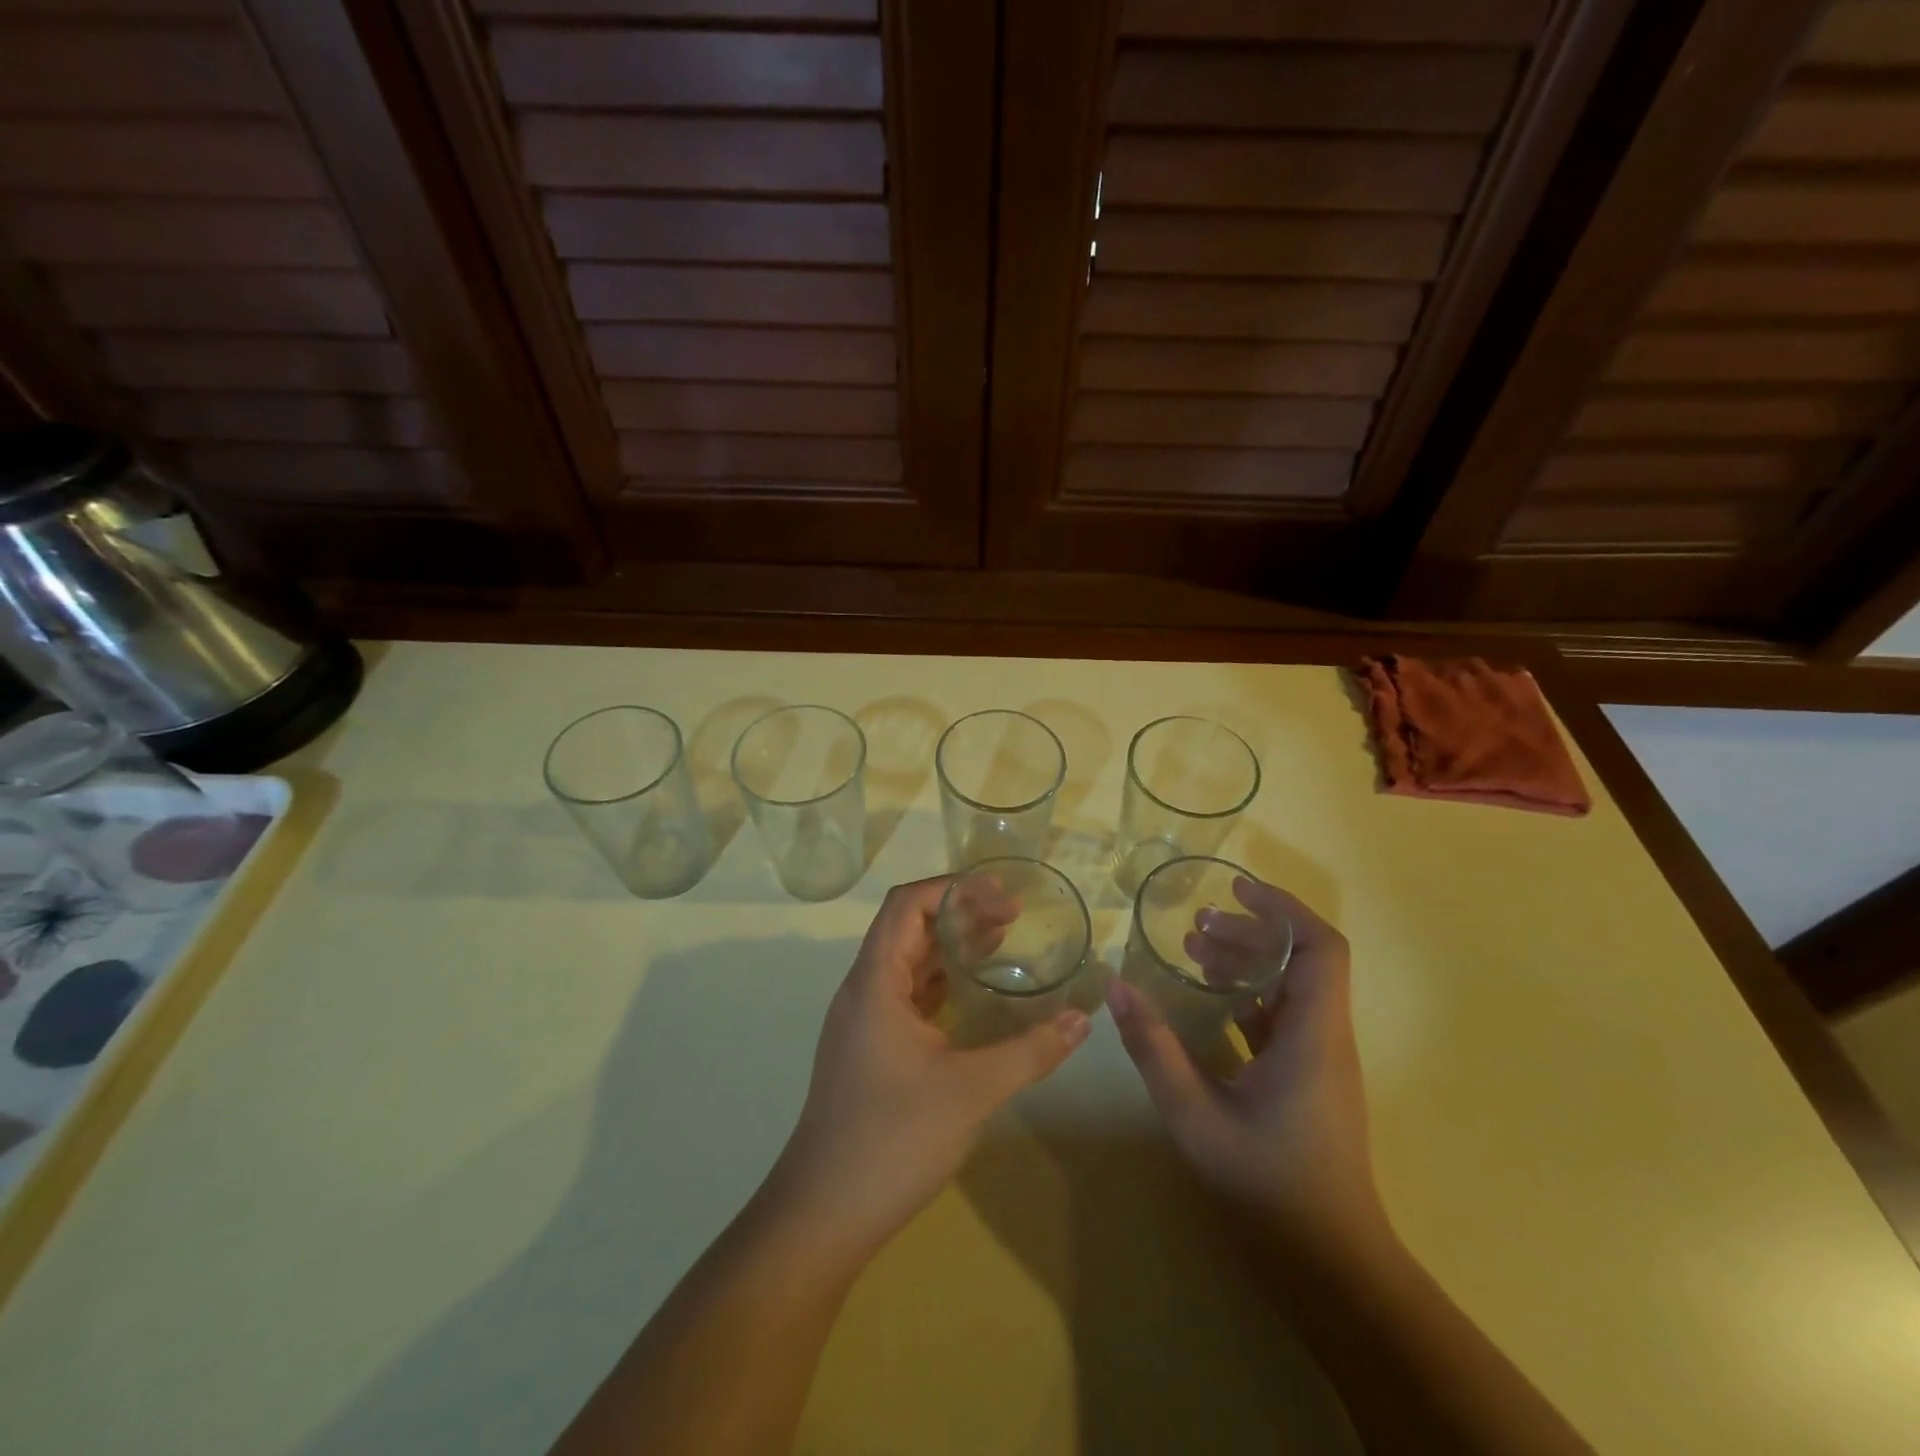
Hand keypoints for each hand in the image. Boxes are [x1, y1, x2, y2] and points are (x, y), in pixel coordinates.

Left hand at [770, 876, 1091, 1258]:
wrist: (824, 1213)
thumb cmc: (892, 1140)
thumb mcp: (971, 1091)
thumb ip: (1030, 1051)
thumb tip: (1083, 1020)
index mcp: (875, 982)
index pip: (906, 906)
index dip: (952, 888)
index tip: (1000, 893)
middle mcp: (863, 990)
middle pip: (908, 928)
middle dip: (959, 913)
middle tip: (1013, 916)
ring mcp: (864, 1021)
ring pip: (908, 962)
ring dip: (951, 947)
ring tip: (1002, 942)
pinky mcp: (870, 1048)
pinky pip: (907, 994)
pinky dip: (942, 982)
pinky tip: (975, 995)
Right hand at [1107, 878, 1384, 1262]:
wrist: (1331, 1266)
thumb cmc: (1267, 1185)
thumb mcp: (1195, 1114)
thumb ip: (1154, 1047)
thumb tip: (1115, 985)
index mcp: (1313, 1034)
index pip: (1320, 947)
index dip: (1283, 908)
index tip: (1236, 887)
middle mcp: (1325, 1037)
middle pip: (1301, 960)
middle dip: (1249, 932)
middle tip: (1195, 925)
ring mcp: (1320, 1061)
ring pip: (1292, 988)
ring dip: (1247, 962)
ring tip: (1194, 951)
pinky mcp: (1309, 1081)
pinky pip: (1283, 1018)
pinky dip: (1248, 996)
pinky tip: (1207, 1002)